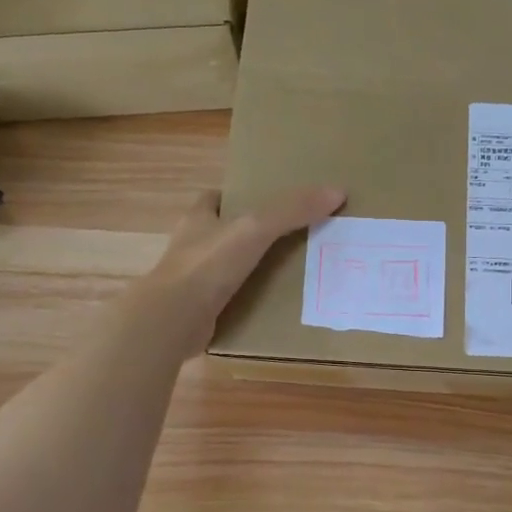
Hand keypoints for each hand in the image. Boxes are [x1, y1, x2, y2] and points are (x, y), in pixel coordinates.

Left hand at [134, 186, 345, 355]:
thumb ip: (292, 210)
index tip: (266, 200)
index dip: (237, 196)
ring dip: (250, 269)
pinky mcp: (198, 311)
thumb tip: (337, 191)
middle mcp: (191, 247)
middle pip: (223, 233)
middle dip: (249, 235)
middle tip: (289, 237)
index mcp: (197, 219)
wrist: (174, 320)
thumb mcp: (256, 228)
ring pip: (226, 268)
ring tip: (289, 271)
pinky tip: (273, 306)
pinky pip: (229, 300)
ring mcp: (192, 282)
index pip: (214, 198)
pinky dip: (247, 301)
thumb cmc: (208, 264)